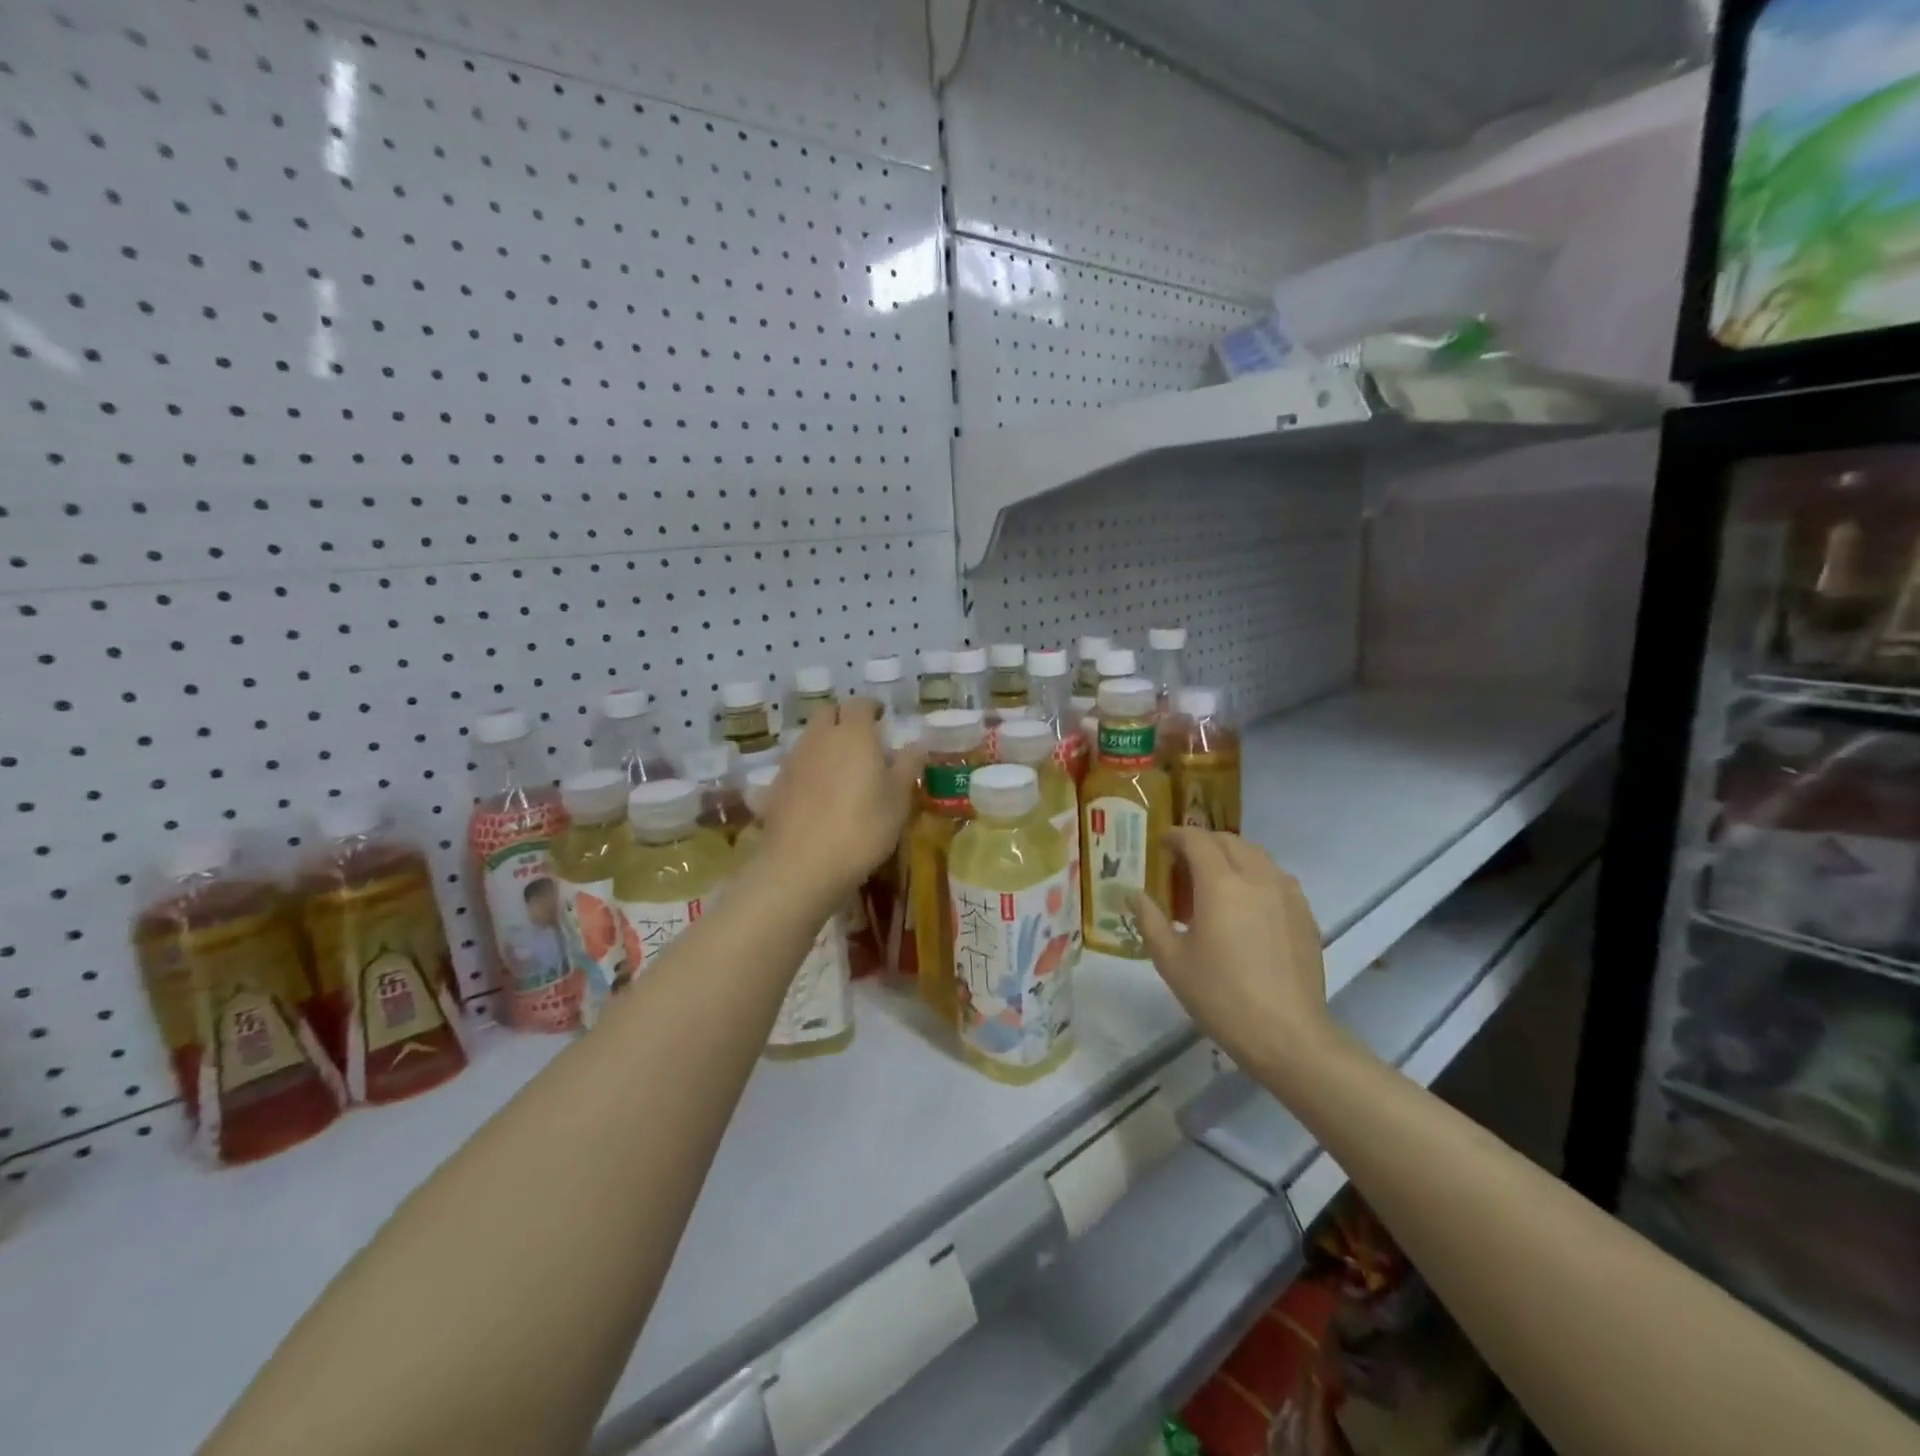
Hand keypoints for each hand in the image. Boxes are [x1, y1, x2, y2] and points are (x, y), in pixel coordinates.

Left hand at [758, 698, 923, 902]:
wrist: (803, 866)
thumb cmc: (863, 827)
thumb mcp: (899, 799)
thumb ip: (908, 766)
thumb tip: (919, 744)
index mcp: (853, 734)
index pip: (860, 704)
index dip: (872, 708)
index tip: (882, 718)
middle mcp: (819, 738)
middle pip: (827, 714)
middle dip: (843, 719)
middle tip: (861, 740)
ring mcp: (792, 762)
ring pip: (808, 739)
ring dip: (823, 745)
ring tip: (840, 770)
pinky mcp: (773, 788)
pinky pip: (792, 770)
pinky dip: (804, 773)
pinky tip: (812, 796)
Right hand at [1131, 830, 1335, 1075]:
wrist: (1287, 1035)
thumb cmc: (1220, 996)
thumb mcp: (1171, 961)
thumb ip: (1149, 920)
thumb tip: (1134, 895)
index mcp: (1221, 884)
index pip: (1197, 840)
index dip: (1176, 836)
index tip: (1161, 844)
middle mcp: (1257, 877)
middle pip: (1229, 841)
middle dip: (1203, 843)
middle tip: (1183, 864)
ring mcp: (1287, 894)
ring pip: (1257, 856)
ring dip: (1232, 857)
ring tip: (1215, 882)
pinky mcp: (1305, 914)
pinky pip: (1277, 878)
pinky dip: (1256, 877)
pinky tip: (1246, 907)